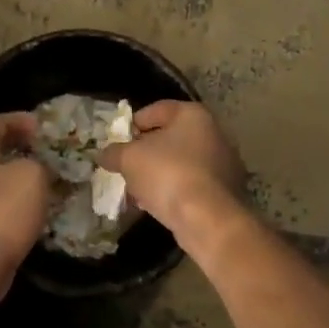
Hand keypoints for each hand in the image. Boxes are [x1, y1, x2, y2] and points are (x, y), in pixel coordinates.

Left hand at [0, 113, 52, 299]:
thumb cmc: (2, 211)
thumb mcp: (32, 176)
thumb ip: (39, 164)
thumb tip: (37, 168)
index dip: (20, 120)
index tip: (43, 126)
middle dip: (20, 149)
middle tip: (46, 153)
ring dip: (17, 177)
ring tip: (45, 182)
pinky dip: (12, 202)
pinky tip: (32, 211)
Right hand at [98, 101, 246, 238]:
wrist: (205, 218)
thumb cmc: (167, 173)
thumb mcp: (128, 158)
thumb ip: (113, 152)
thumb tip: (104, 154)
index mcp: (193, 115)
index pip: (158, 109)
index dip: (134, 123)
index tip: (119, 140)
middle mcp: (214, 134)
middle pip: (170, 138)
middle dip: (144, 152)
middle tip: (124, 165)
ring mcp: (223, 164)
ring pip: (180, 163)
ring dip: (156, 174)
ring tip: (134, 190)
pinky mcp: (224, 192)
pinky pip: (191, 184)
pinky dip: (172, 190)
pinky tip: (153, 204)